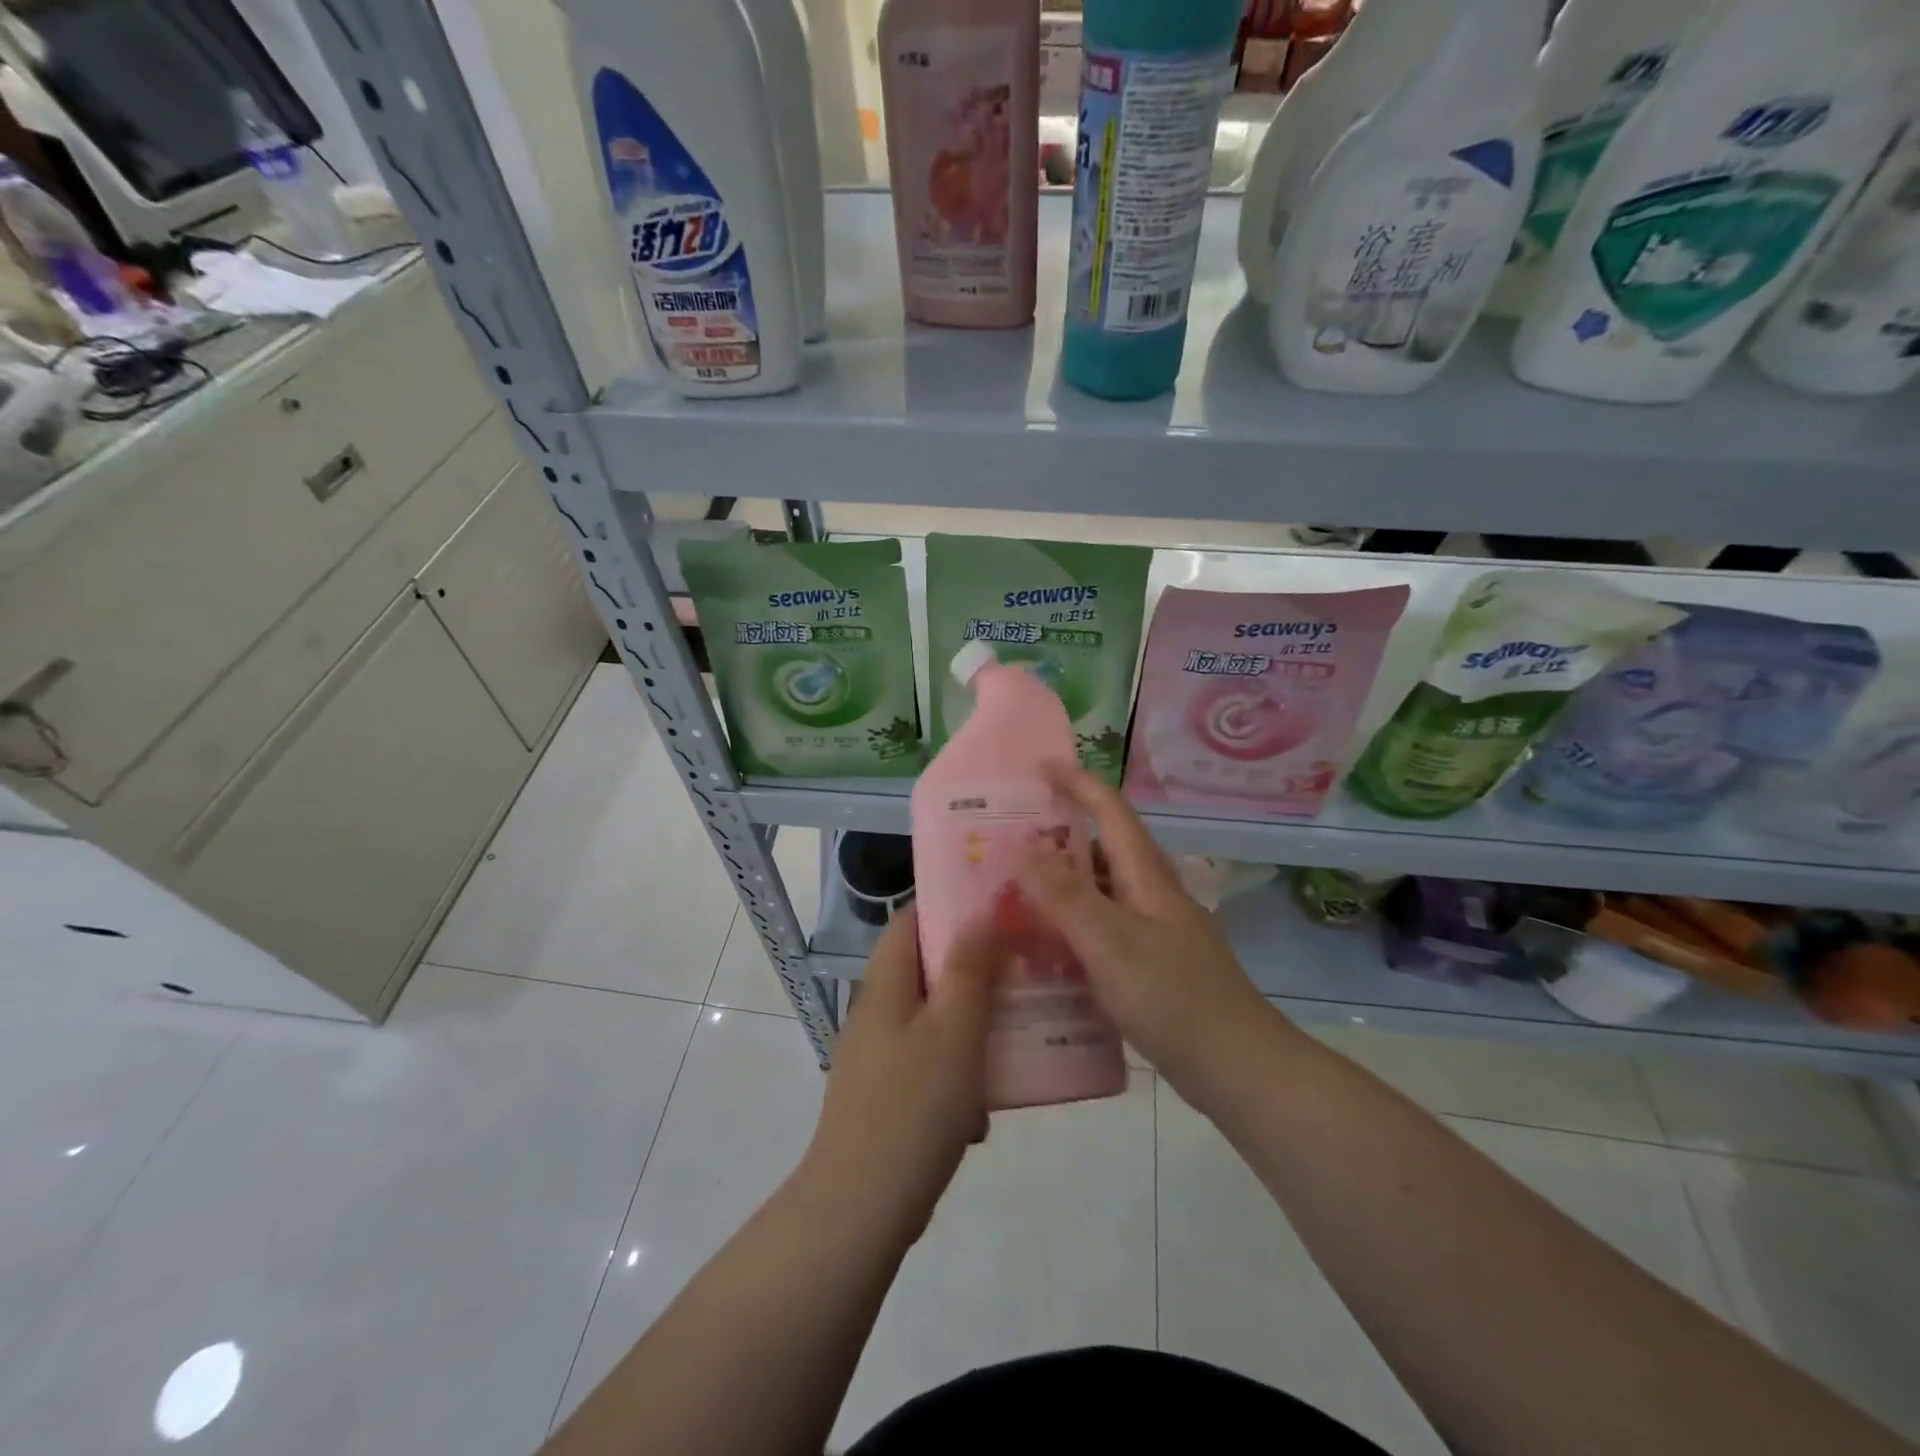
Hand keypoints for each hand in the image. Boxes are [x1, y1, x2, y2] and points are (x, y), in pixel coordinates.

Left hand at [799, 906, 1005, 1244]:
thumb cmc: (913, 1105)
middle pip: (926, 971)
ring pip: (933, 1022)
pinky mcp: (886, 1099)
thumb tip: (984, 910)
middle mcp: (876, 1013)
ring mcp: (877, 1058)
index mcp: (885, 985)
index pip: (910, 920)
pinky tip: (984, 1110)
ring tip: (1015, 1039)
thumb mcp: (954, 1028)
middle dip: (973, 971)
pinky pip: (929, 1067)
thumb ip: (971, 967)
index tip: (998, 906)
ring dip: (971, 1028)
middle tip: (1022, 971)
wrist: (861, 1208)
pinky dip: (958, 1075)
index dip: (950, 905)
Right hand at [1017, 762, 1289, 1100]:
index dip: (1078, 783)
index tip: (1040, 765)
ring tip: (1018, 890)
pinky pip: (1104, 928)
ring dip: (1064, 882)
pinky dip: (1074, 924)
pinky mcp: (1153, 964)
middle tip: (1012, 838)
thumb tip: (1024, 846)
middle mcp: (1153, 895)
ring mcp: (1156, 931)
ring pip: (1103, 890)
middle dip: (1061, 834)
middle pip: (1105, 848)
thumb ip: (1066, 895)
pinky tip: (1047, 948)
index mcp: (1147, 877)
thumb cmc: (1173, 998)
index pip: (1111, 811)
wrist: (1238, 1069)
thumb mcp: (1110, 943)